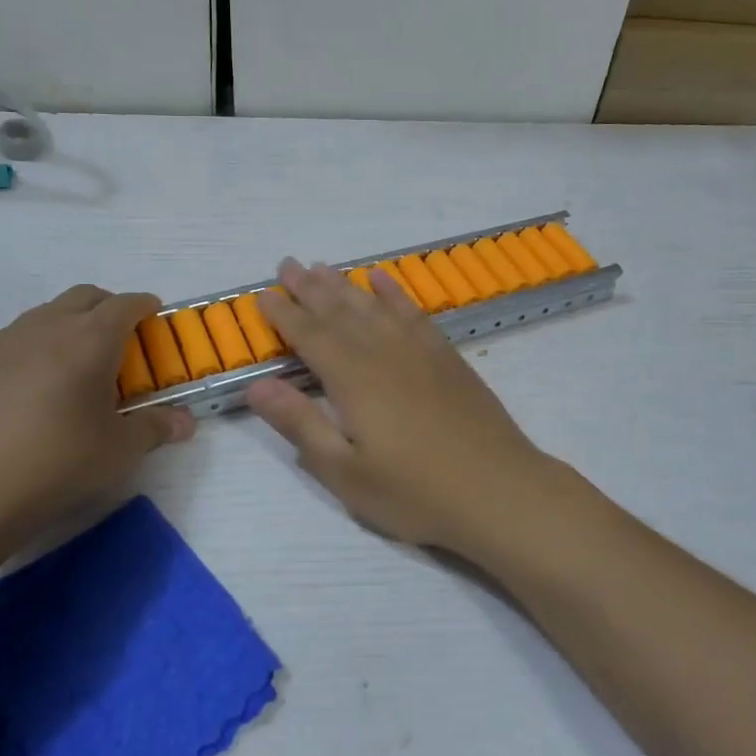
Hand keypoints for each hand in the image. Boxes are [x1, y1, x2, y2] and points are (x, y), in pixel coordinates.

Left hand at [0, 286, 194, 554]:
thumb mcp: (118, 452)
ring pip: (44, 314)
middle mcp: (47, 327)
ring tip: (72, 363)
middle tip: (118, 335)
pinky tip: (27, 389)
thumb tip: (186, 423)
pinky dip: (31, 349)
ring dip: (66, 325)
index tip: (152, 313)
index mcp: (91, 340)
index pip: (125, 304)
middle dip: (107, 306)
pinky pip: (11, 341)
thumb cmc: (56, 464)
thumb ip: (156, 429)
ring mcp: (2, 341)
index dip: (143, 305)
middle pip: (84, 296)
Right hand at [246, 259, 566, 555]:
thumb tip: (256, 385)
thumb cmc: (415, 491)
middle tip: (287, 264)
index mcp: (352, 378)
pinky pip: (412, 311)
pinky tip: (382, 280)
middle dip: (309, 287)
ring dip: (344, 284)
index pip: (309, 336)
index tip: (263, 294)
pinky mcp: (446, 355)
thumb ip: (300, 424)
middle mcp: (382, 351)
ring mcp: (418, 349)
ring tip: (322, 266)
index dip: (284, 314)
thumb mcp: (345, 473)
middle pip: (339, 311)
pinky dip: (393, 292)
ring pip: (372, 305)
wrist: (498, 490)